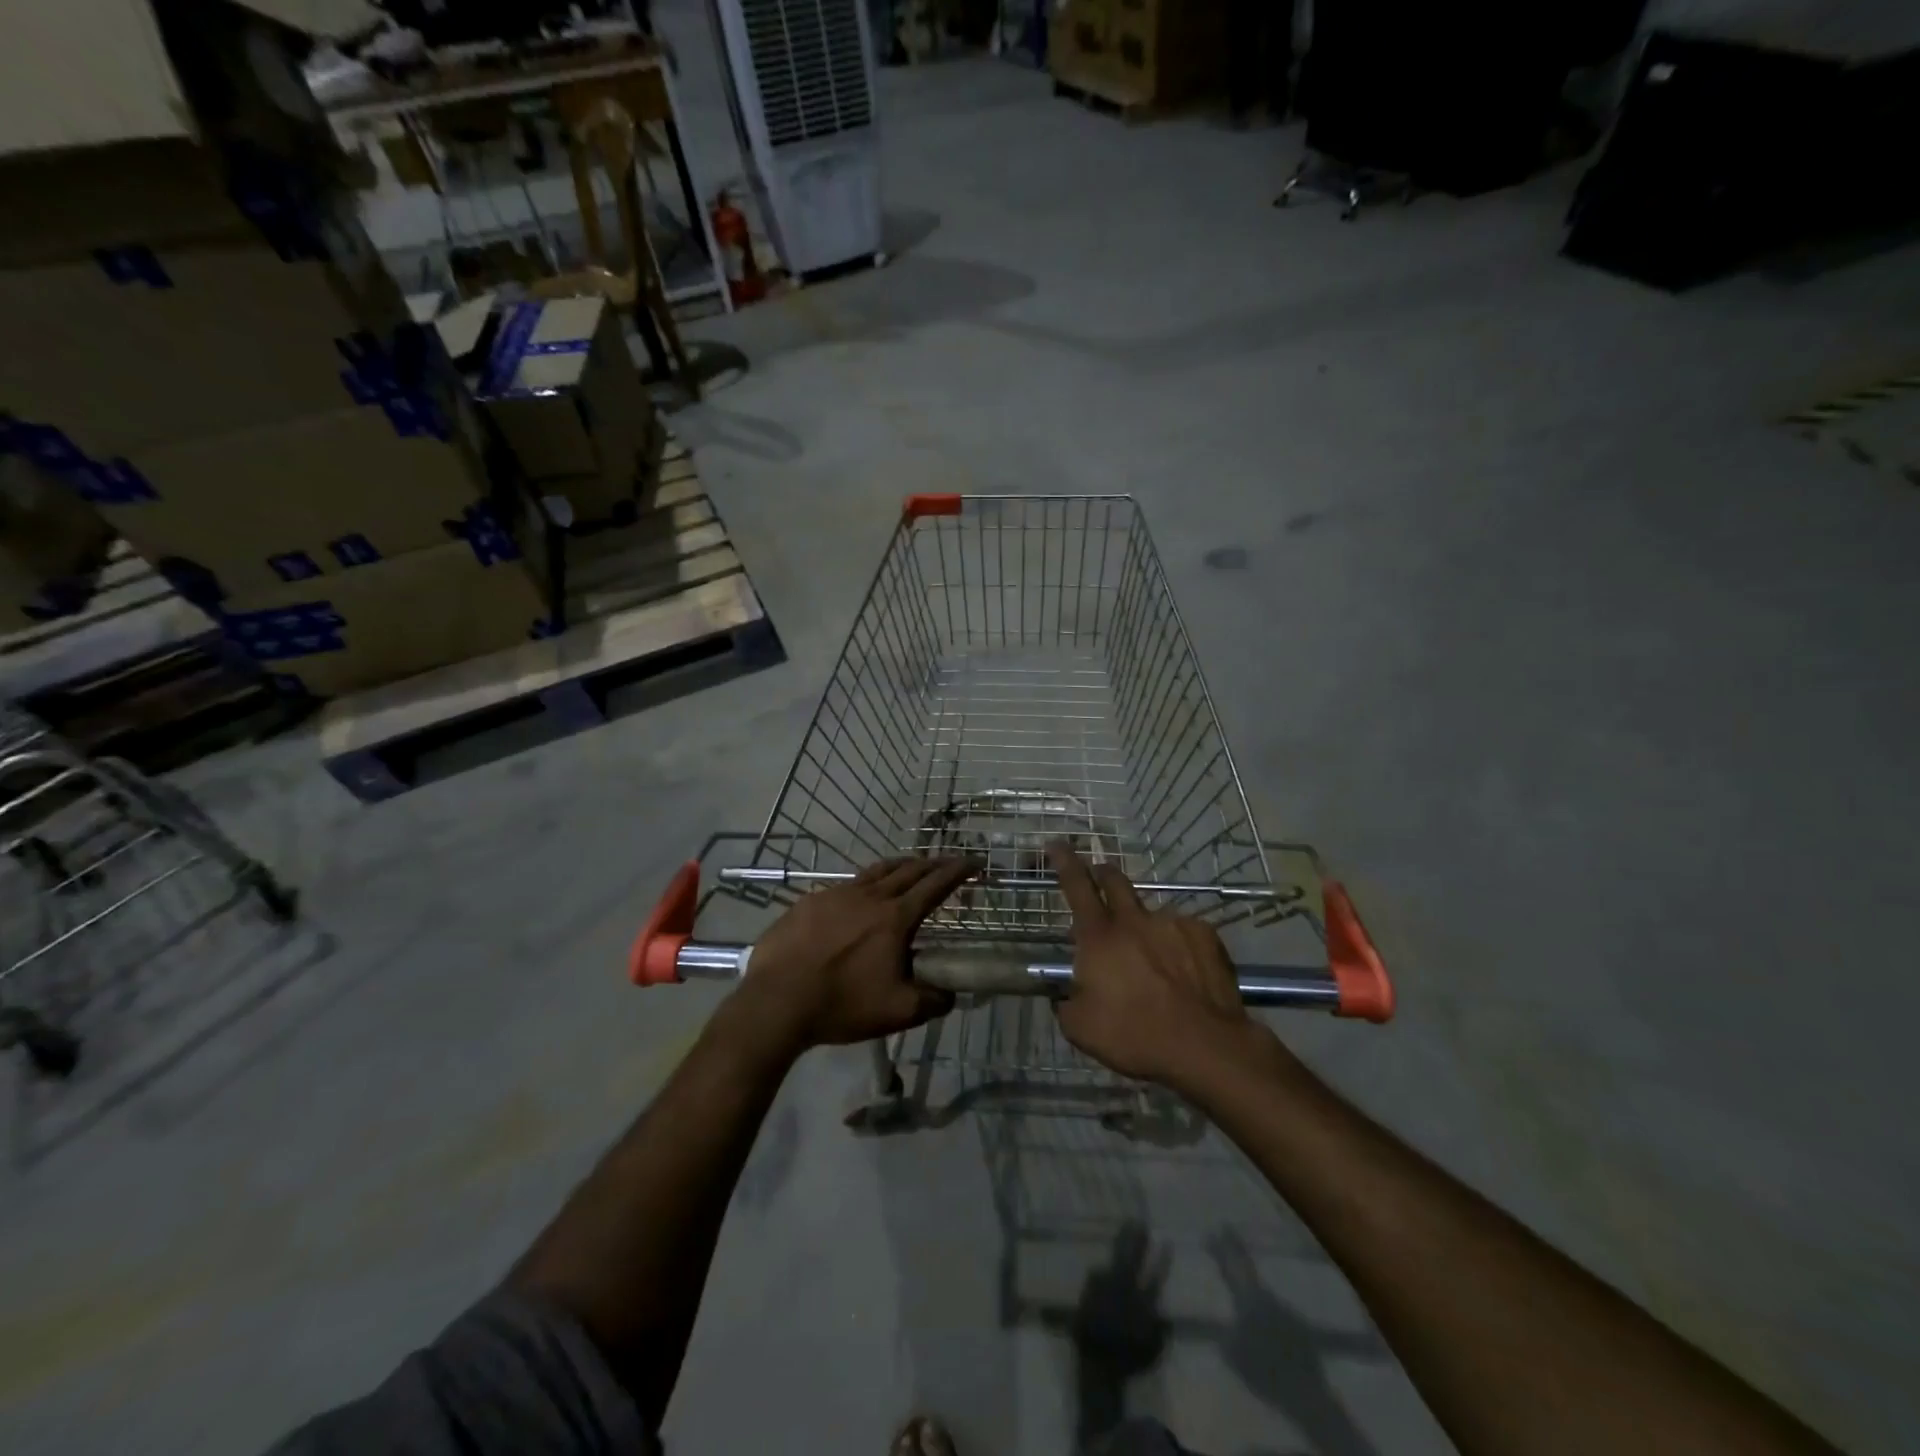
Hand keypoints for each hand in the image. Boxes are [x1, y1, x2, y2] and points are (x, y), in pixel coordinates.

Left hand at [737, 857, 978, 1050]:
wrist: (777, 1001)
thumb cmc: (842, 1004)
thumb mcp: (898, 1012)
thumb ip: (933, 1000)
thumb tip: (951, 993)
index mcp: (895, 918)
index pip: (935, 885)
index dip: (958, 871)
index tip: (974, 861)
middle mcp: (870, 896)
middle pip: (908, 870)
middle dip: (933, 863)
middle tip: (947, 863)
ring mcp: (837, 894)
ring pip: (876, 871)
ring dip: (900, 866)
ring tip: (910, 866)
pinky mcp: (810, 901)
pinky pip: (846, 885)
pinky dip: (865, 883)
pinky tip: (859, 897)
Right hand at [1049, 841, 1251, 1084]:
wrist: (1204, 1046)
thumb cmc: (1134, 1036)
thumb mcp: (1080, 1028)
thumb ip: (1066, 1002)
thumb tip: (1064, 994)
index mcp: (1099, 936)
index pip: (1076, 886)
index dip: (1064, 861)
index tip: (1056, 843)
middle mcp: (1134, 920)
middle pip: (1114, 880)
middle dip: (1102, 873)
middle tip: (1098, 877)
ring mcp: (1172, 923)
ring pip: (1151, 915)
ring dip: (1145, 928)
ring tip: (1153, 962)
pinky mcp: (1205, 935)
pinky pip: (1184, 932)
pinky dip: (1178, 946)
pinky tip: (1184, 973)